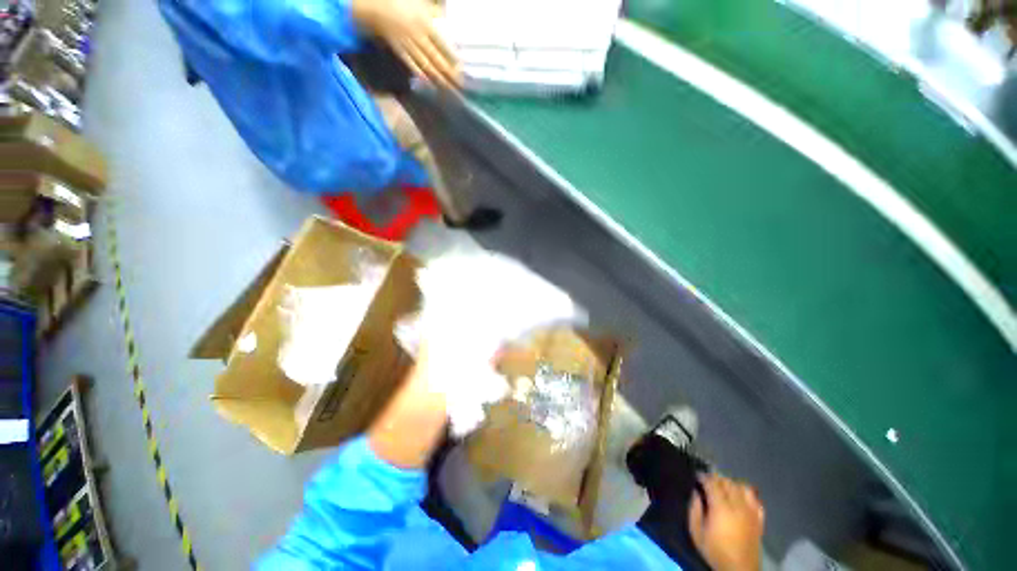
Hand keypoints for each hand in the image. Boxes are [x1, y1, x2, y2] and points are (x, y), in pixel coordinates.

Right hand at [351, 0, 460, 88]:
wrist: (375, 6)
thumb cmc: (399, 0)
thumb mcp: (419, 1)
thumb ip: (434, 9)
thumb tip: (446, 15)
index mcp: (424, 23)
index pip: (442, 44)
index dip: (452, 58)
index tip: (462, 69)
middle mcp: (418, 37)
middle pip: (436, 58)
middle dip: (448, 73)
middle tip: (459, 85)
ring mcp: (408, 46)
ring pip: (425, 64)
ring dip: (437, 77)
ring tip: (448, 88)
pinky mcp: (399, 51)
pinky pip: (411, 65)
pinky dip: (421, 75)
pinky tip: (429, 83)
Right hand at [688, 474, 764, 570]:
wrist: (739, 569)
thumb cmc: (715, 550)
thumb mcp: (697, 532)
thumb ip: (694, 510)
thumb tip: (696, 494)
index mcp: (721, 507)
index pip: (712, 483)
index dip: (703, 477)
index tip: (697, 476)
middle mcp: (738, 506)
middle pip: (728, 482)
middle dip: (717, 479)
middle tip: (708, 481)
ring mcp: (751, 512)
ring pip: (743, 487)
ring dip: (732, 484)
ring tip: (724, 488)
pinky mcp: (759, 519)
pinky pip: (755, 500)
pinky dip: (747, 495)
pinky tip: (740, 498)